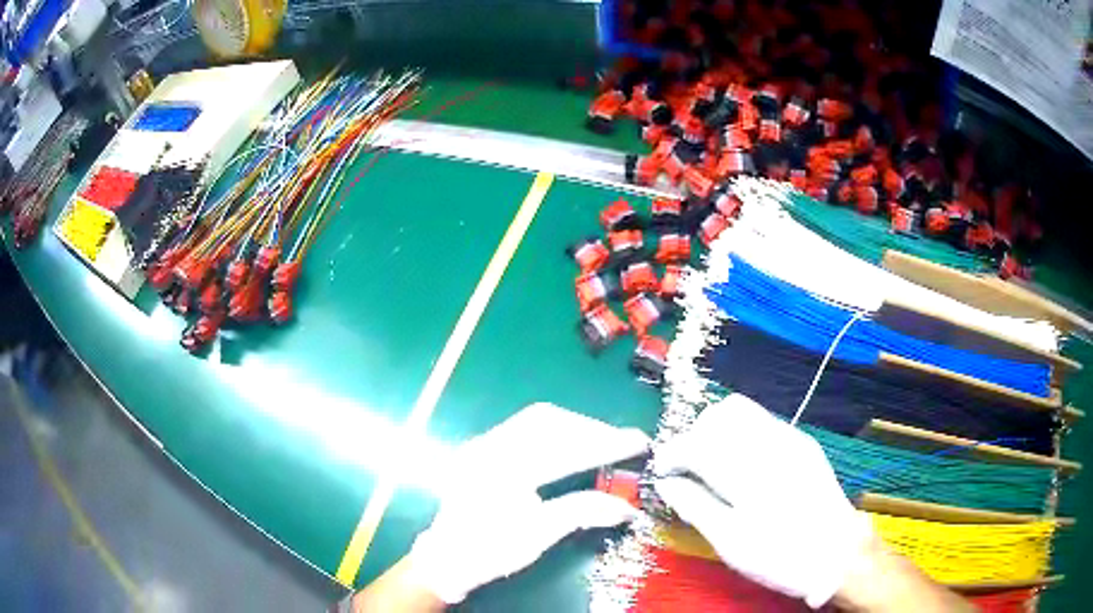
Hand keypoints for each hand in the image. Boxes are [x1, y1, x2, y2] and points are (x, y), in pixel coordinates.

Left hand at [407, 402, 651, 603]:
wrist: (446, 559)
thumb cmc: (491, 552)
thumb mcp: (539, 536)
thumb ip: (583, 512)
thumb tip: (628, 508)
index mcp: (502, 471)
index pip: (564, 449)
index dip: (606, 444)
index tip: (640, 442)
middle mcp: (488, 446)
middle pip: (549, 421)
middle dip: (591, 429)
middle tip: (622, 443)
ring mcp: (482, 443)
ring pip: (536, 419)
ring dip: (574, 427)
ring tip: (602, 442)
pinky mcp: (481, 447)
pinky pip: (523, 426)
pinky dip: (555, 431)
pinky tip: (571, 444)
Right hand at [652, 393, 872, 607]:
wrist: (837, 553)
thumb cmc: (779, 555)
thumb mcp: (730, 542)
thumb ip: (695, 506)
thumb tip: (665, 483)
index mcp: (749, 470)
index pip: (697, 442)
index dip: (672, 453)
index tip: (662, 471)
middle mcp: (770, 442)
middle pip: (720, 414)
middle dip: (695, 434)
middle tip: (687, 467)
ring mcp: (790, 438)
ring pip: (743, 411)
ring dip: (718, 430)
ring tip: (711, 463)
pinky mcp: (803, 443)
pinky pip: (763, 421)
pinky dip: (741, 434)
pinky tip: (741, 464)